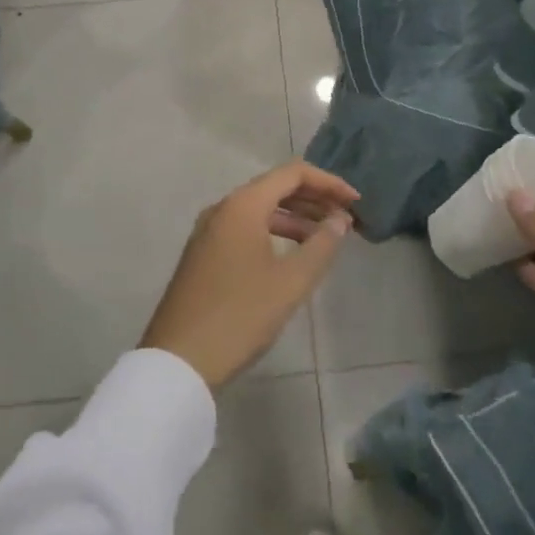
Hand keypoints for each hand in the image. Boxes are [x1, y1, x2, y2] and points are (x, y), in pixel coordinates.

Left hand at [140, 162, 359, 391]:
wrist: (179, 360)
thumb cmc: (240, 315)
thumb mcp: (291, 282)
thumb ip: (321, 245)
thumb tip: (340, 219)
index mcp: (243, 205)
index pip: (293, 174)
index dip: (328, 182)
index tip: (355, 202)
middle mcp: (223, 208)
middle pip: (275, 187)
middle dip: (313, 198)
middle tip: (345, 218)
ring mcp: (209, 231)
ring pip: (260, 209)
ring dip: (295, 217)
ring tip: (325, 237)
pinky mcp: (204, 253)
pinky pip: (245, 227)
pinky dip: (273, 232)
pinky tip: (292, 255)